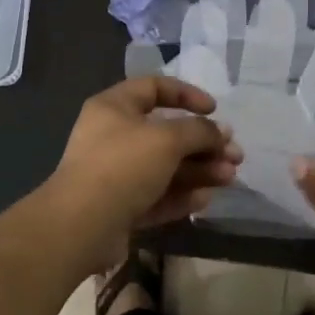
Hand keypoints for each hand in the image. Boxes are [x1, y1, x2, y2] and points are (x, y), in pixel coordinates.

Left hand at [40, 76, 242, 270]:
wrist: (80, 226)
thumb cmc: (123, 165)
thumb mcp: (167, 139)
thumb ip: (200, 131)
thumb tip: (221, 132)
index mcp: (114, 107)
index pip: (154, 88)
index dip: (187, 94)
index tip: (214, 109)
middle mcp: (113, 136)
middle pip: (166, 133)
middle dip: (204, 143)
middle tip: (234, 154)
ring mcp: (115, 174)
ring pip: (165, 167)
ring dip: (199, 170)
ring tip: (230, 178)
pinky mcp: (119, 206)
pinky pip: (156, 195)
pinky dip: (181, 195)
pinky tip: (206, 199)